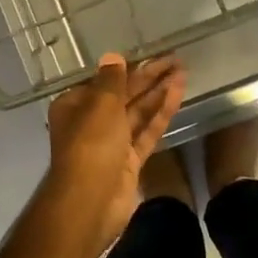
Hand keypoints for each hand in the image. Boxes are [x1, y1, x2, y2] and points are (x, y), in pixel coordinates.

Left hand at [44, 54, 186, 253]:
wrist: (90, 202)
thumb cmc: (90, 145)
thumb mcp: (100, 104)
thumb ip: (111, 80)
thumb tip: (113, 57)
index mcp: (75, 105)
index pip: (104, 81)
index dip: (127, 68)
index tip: (151, 55)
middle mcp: (91, 122)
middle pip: (123, 95)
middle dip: (148, 77)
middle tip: (175, 59)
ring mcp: (112, 143)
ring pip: (138, 112)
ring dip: (158, 93)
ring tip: (182, 72)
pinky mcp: (129, 161)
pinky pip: (146, 131)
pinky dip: (161, 114)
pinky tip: (177, 94)